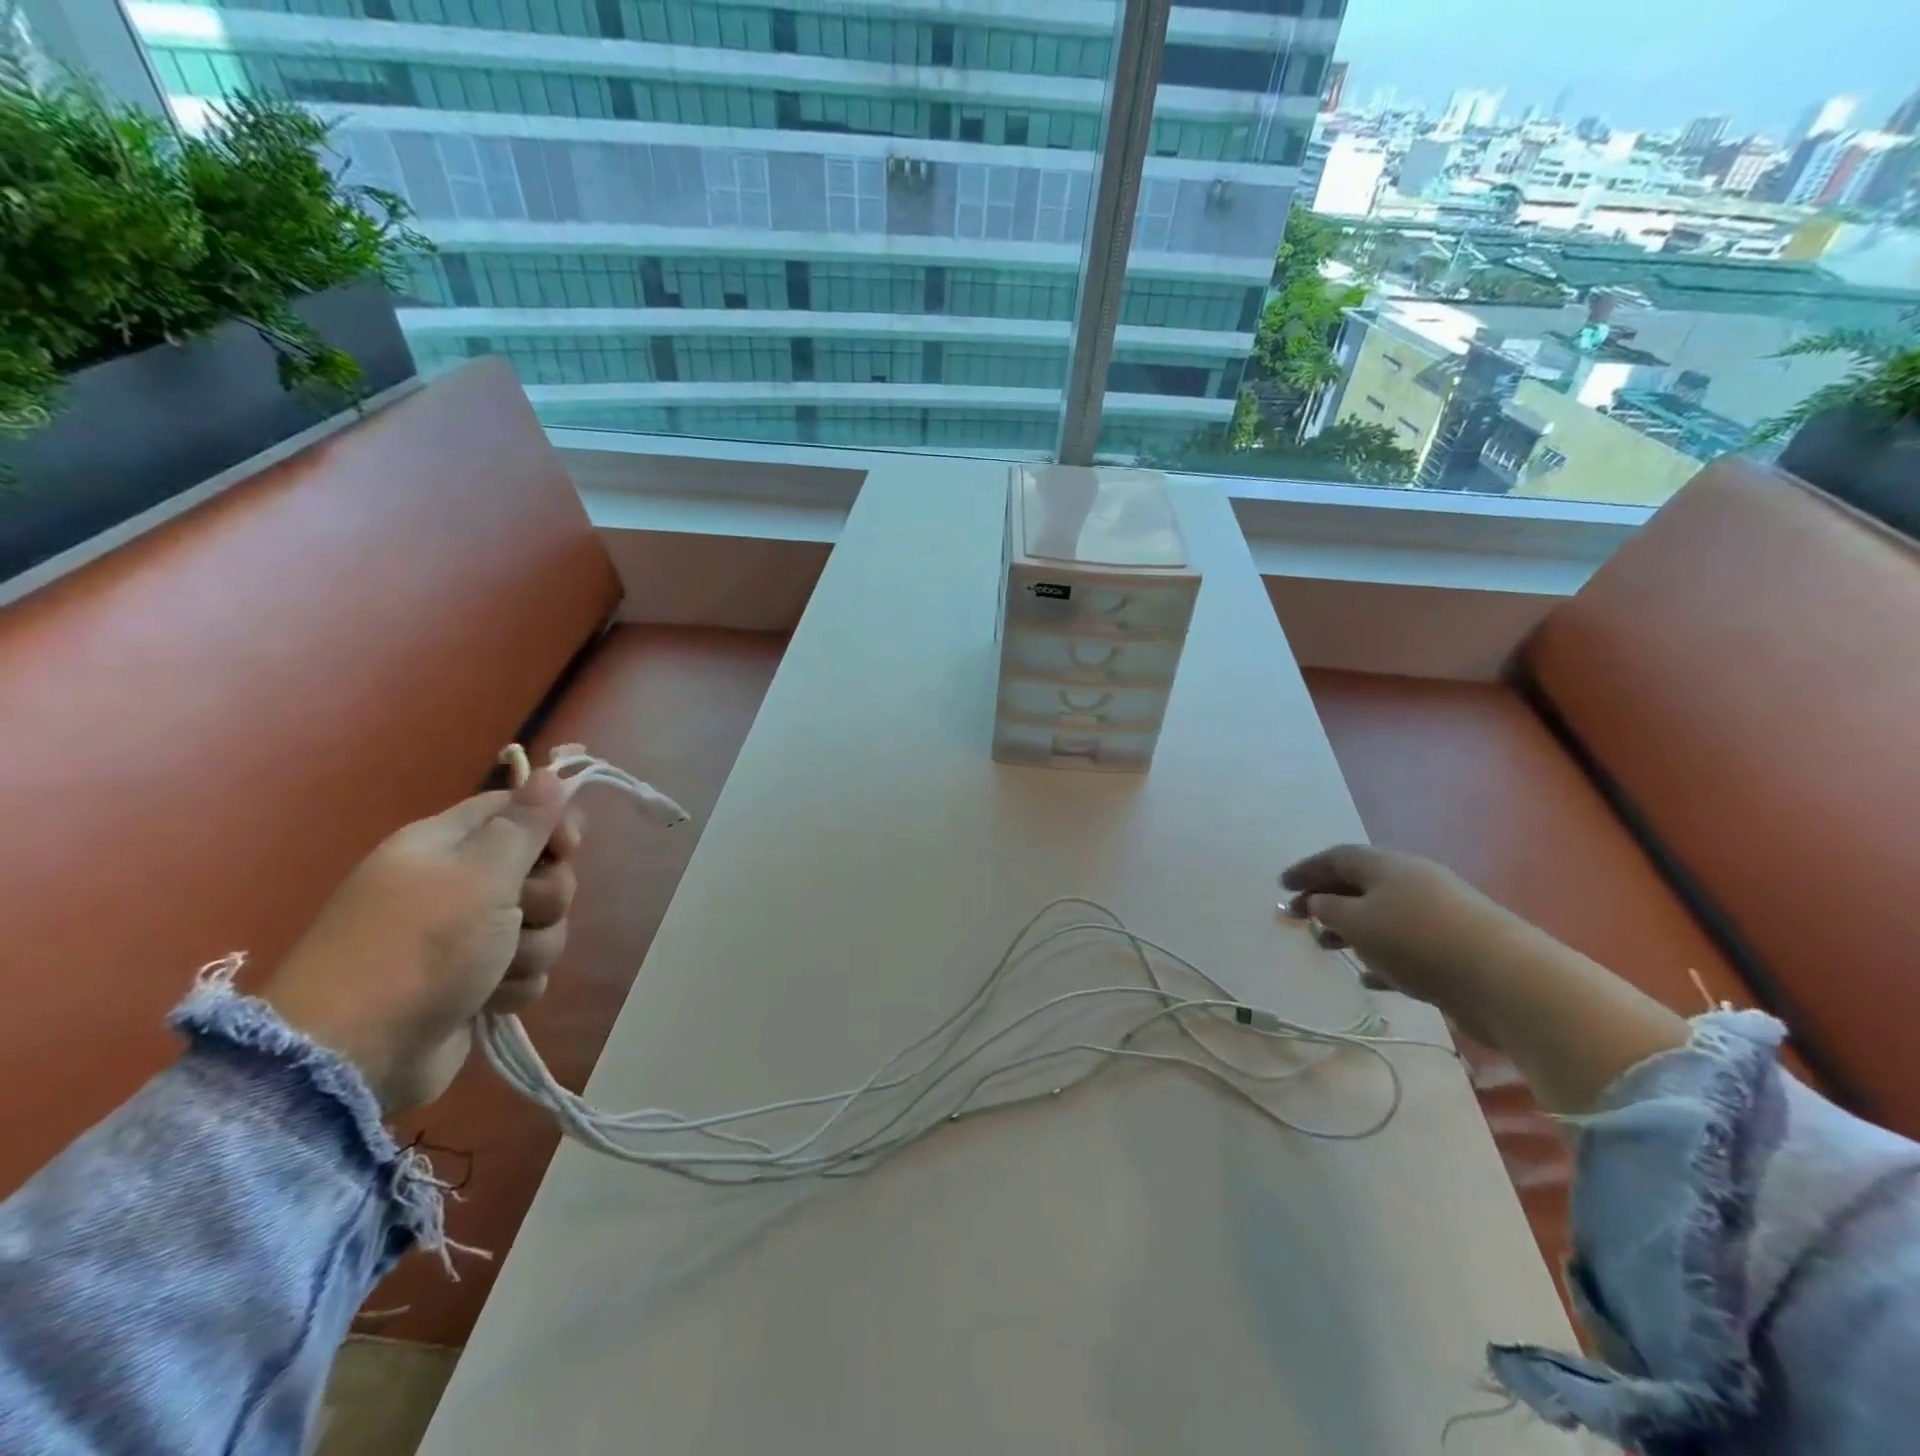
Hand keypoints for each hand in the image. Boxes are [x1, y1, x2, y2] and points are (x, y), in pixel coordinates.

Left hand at [261, 771, 582, 1112]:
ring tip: (495, 971)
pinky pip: (526, 969)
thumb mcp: (480, 876)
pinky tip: (488, 1000)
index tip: (568, 848)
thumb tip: (551, 772)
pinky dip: (514, 985)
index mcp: (446, 845)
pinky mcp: (474, 982)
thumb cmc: (418, 948)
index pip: (517, 809)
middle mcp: (456, 884)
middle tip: (518, 914)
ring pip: (540, 925)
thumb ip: (524, 824)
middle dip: (545, 899)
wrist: (353, 1056)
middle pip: (541, 871)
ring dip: (532, 949)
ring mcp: (464, 936)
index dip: (552, 825)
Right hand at [1280, 844, 1533, 1013]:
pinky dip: (1381, 955)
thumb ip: (1330, 909)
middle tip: (1298, 918)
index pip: (1337, 857)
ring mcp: (1438, 913)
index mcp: (1386, 865)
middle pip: (1359, 883)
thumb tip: (1319, 901)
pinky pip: (1406, 944)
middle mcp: (1413, 880)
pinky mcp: (1456, 947)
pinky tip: (1369, 978)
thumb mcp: (1358, 921)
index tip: (1281, 886)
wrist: (1506, 980)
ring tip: (1328, 949)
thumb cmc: (1417, 940)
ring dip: (1350, 929)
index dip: (1306, 869)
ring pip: (1381, 915)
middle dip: (1325, 899)